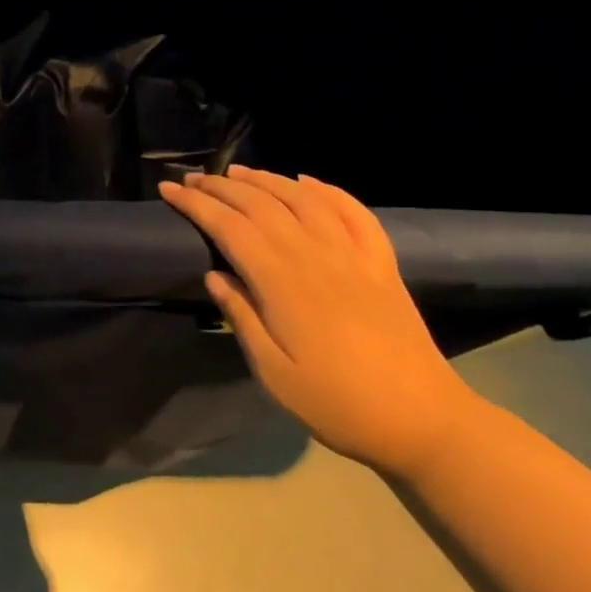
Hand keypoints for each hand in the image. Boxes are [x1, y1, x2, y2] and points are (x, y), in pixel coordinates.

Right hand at [159, 165, 478, 477]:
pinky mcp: (381, 263)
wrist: (422, 420)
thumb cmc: (337, 403)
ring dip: (266, 179)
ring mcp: (353, 254)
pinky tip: (307, 182)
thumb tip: (214, 275)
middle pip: (261, 203)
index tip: (168, 190)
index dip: (196, 204)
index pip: (229, 226)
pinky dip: (327, 190)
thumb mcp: (274, 373)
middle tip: (191, 178)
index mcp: (282, 281)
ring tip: (237, 172)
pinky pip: (352, 211)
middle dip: (221, 186)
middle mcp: (315, 254)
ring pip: (302, 198)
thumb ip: (242, 318)